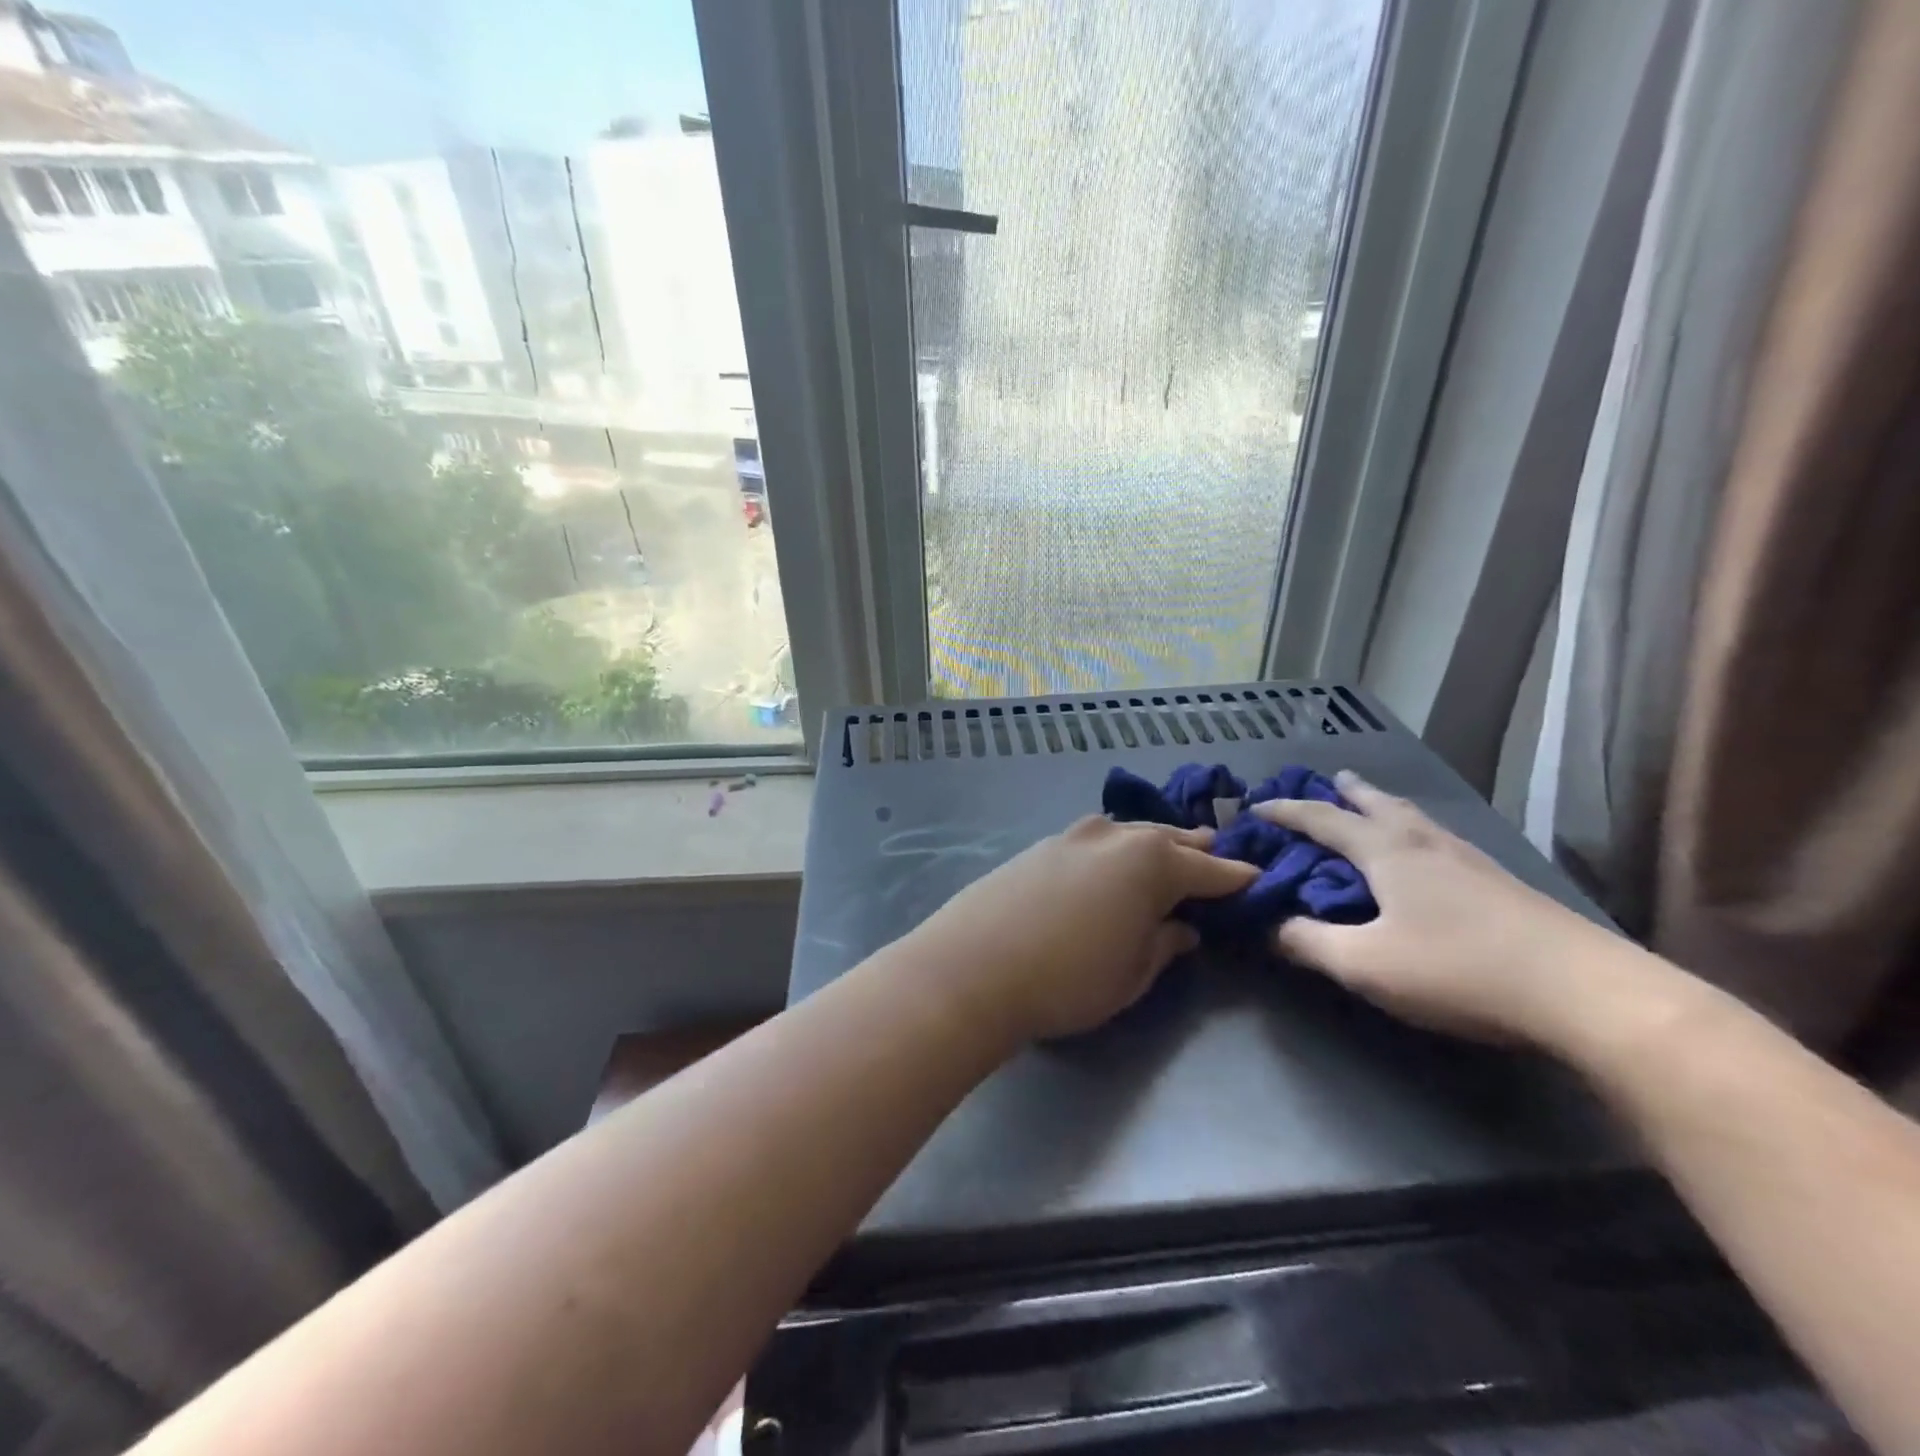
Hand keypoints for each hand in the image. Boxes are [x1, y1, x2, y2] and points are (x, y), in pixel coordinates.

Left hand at [910, 816, 1257, 1042]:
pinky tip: (1110, 867)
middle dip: (1197, 852)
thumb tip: (1184, 926)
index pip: (1211, 869)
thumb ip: (1165, 943)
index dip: (1237, 880)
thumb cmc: (1068, 979)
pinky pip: (1095, 841)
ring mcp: (1073, 835)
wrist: (973, 966)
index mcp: (1152, 862)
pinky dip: (1115, 850)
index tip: (1258, 883)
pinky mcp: (1040, 845)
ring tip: (1166, 859)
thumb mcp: (1133, 973)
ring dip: (1153, 845)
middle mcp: (1116, 835)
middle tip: (1216, 863)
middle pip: (1170, 839)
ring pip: (1129, 833)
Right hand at [1252, 772, 1639, 1046]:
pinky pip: (1441, 840)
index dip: (1286, 811)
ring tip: (1375, 805)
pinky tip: (1429, 854)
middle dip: (1348, 791)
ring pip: (1416, 819)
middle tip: (1331, 778)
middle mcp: (1425, 843)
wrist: (1585, 991)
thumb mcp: (1365, 964)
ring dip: (1386, 806)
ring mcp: (1470, 860)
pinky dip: (1416, 832)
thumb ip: (1307, 943)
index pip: (1323, 819)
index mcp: (1386, 852)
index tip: (1257, 806)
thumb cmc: (1459, 969)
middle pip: (1379, 804)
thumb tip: (1266, 926)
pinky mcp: (1502, 883)